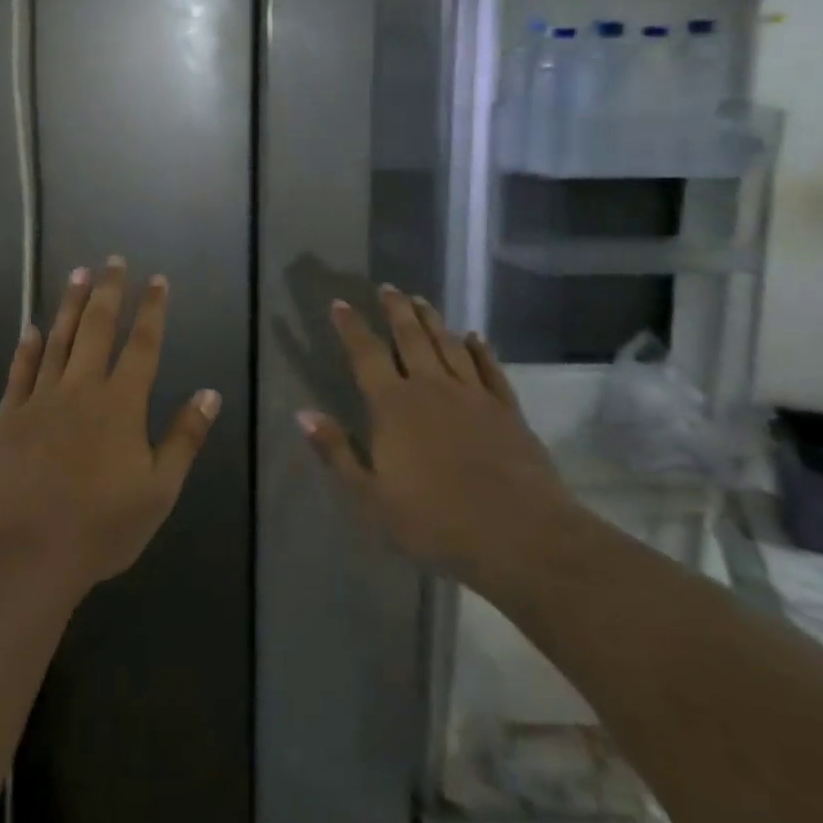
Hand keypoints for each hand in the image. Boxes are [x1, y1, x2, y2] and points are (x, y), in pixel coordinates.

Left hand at [0, 257, 220, 593]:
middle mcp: (82, 388)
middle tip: (112, 261)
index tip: (156, 280)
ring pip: (59, 339)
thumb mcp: (159, 490)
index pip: (142, 345)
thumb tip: (209, 393)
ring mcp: (41, 399)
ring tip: (77, 273)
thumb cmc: (101, 527)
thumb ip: (184, 438)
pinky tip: (31, 327)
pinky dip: (27, 347)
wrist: (26, 552)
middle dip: (108, 292)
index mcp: (121, 404)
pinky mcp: (8, 416)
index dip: (152, 310)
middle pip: (97, 328)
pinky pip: (19, 372)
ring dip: (70, 305)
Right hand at [300, 287, 577, 605]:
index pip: (366, 354)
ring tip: (420, 300)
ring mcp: (472, 395)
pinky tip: (475, 336)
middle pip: (410, 337)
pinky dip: (481, 349)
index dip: (351, 327)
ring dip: (432, 319)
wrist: (519, 534)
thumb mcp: (372, 497)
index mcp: (393, 406)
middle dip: (395, 310)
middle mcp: (431, 387)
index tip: (340, 303)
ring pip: (448, 344)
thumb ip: (337, 452)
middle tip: (387, 288)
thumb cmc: (436, 520)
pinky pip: (490, 368)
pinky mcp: (506, 409)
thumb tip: (302, 414)